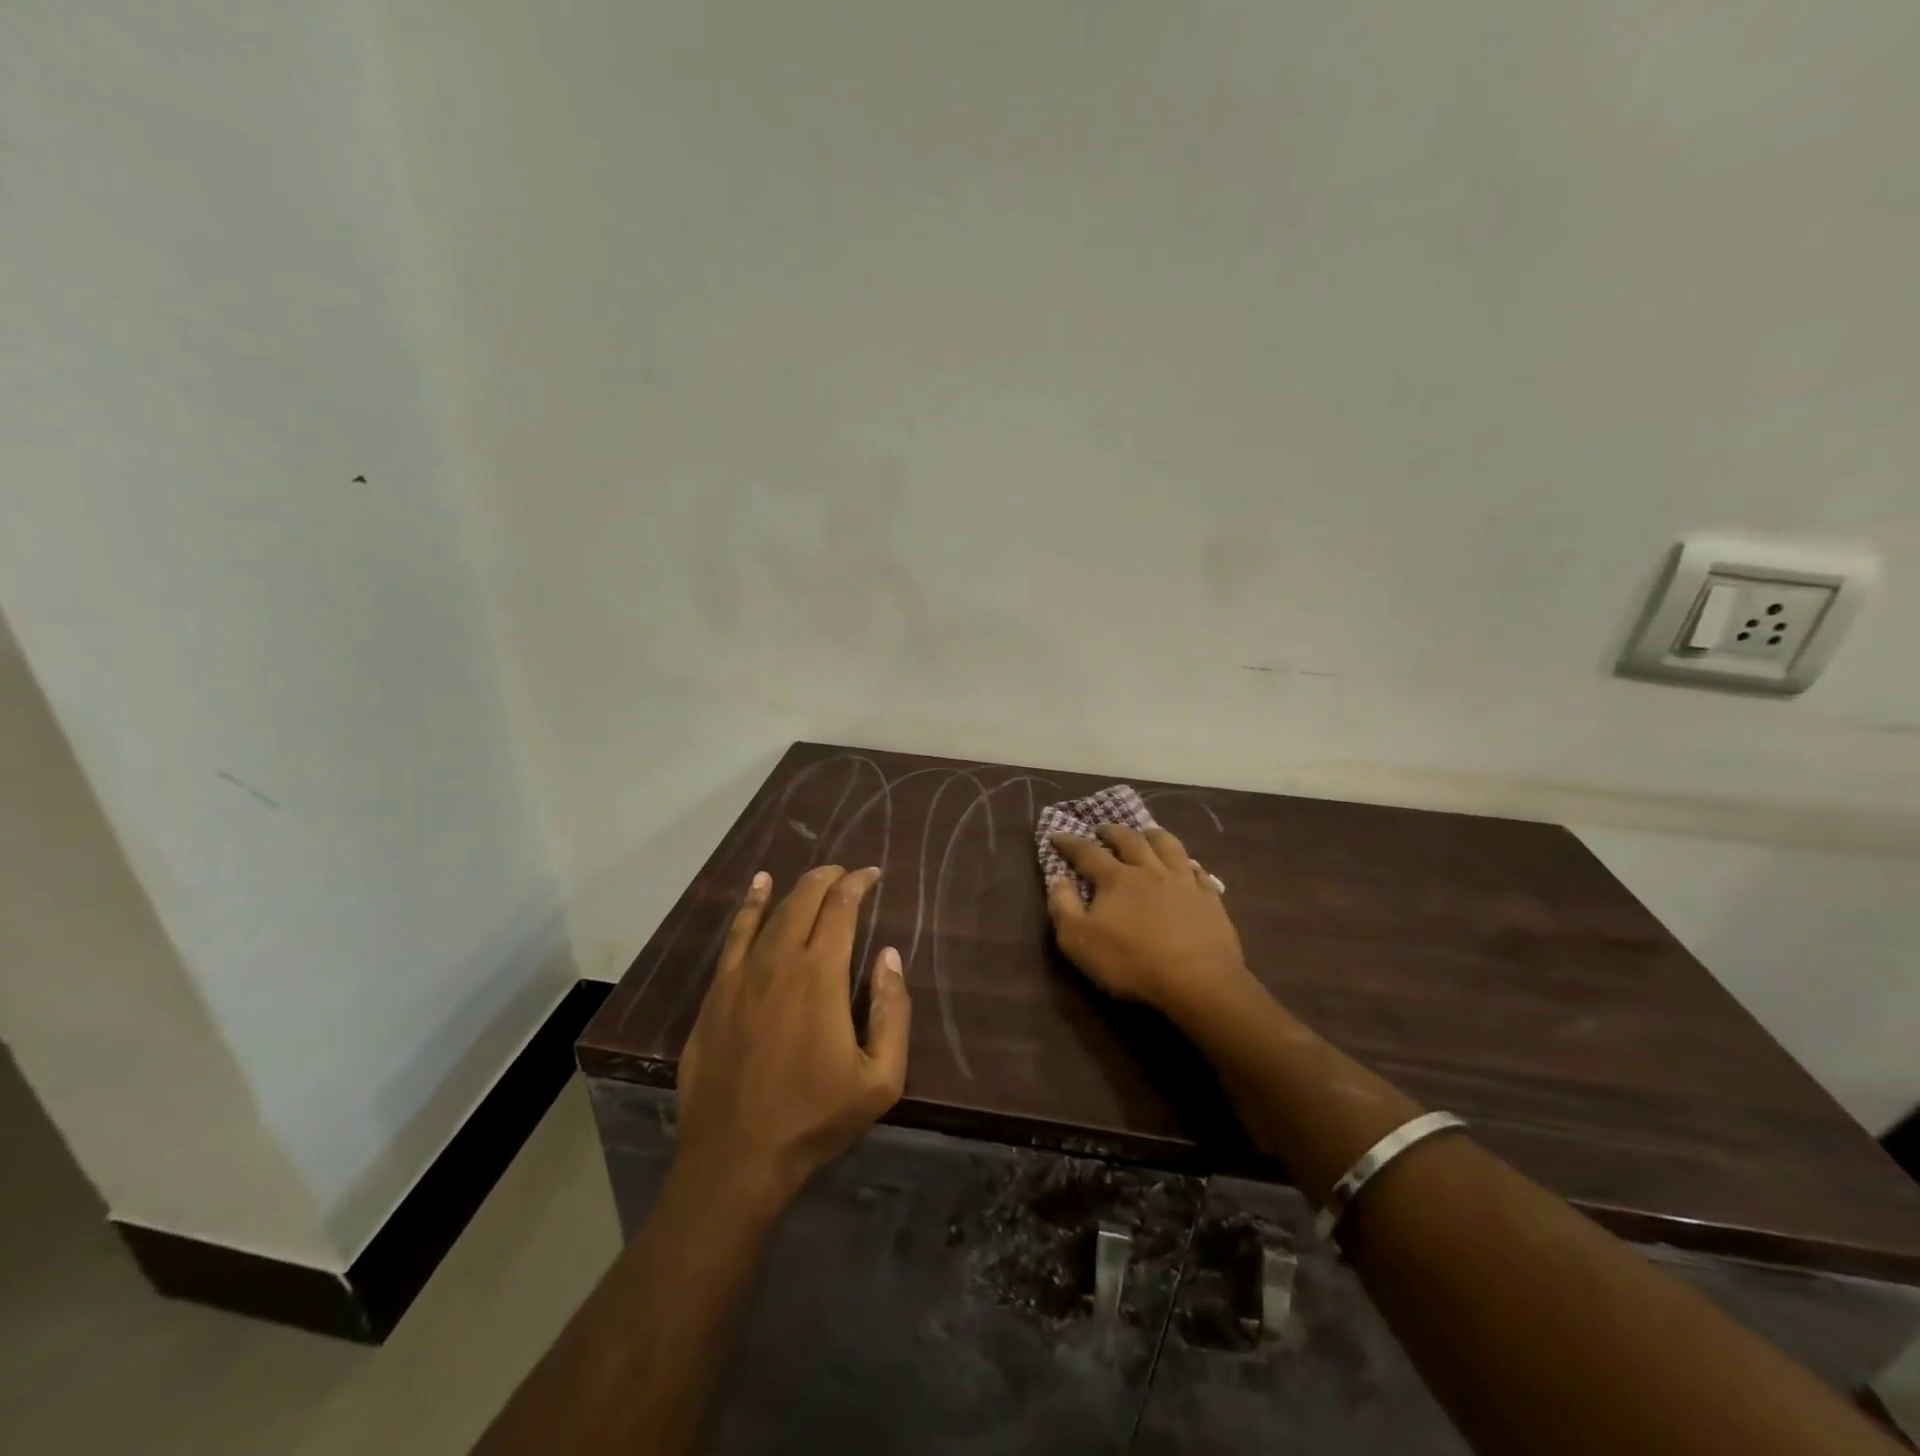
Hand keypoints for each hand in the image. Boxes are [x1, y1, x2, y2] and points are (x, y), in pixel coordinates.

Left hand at [676, 865, 910, 1210]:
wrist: (736, 1157)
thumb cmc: (815, 1118)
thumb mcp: (880, 1078)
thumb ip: (892, 1011)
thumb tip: (888, 956)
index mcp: (820, 976)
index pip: (841, 909)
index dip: (857, 884)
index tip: (872, 875)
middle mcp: (779, 962)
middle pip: (804, 900)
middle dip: (828, 878)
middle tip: (846, 874)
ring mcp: (741, 975)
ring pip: (770, 912)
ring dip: (795, 888)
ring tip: (815, 877)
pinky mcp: (716, 993)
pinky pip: (735, 936)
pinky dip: (750, 907)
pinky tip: (758, 889)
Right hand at [1047, 826, 1252, 1025]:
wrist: (1198, 983)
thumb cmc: (1131, 963)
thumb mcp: (1079, 942)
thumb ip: (1063, 907)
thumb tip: (1058, 879)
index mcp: (1116, 878)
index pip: (1087, 852)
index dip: (1069, 843)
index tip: (1056, 835)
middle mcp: (1150, 870)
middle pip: (1130, 840)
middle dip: (1112, 832)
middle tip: (1102, 829)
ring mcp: (1184, 882)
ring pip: (1168, 846)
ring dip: (1153, 835)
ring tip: (1146, 833)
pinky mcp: (1210, 899)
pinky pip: (1199, 872)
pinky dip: (1189, 863)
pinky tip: (1188, 866)